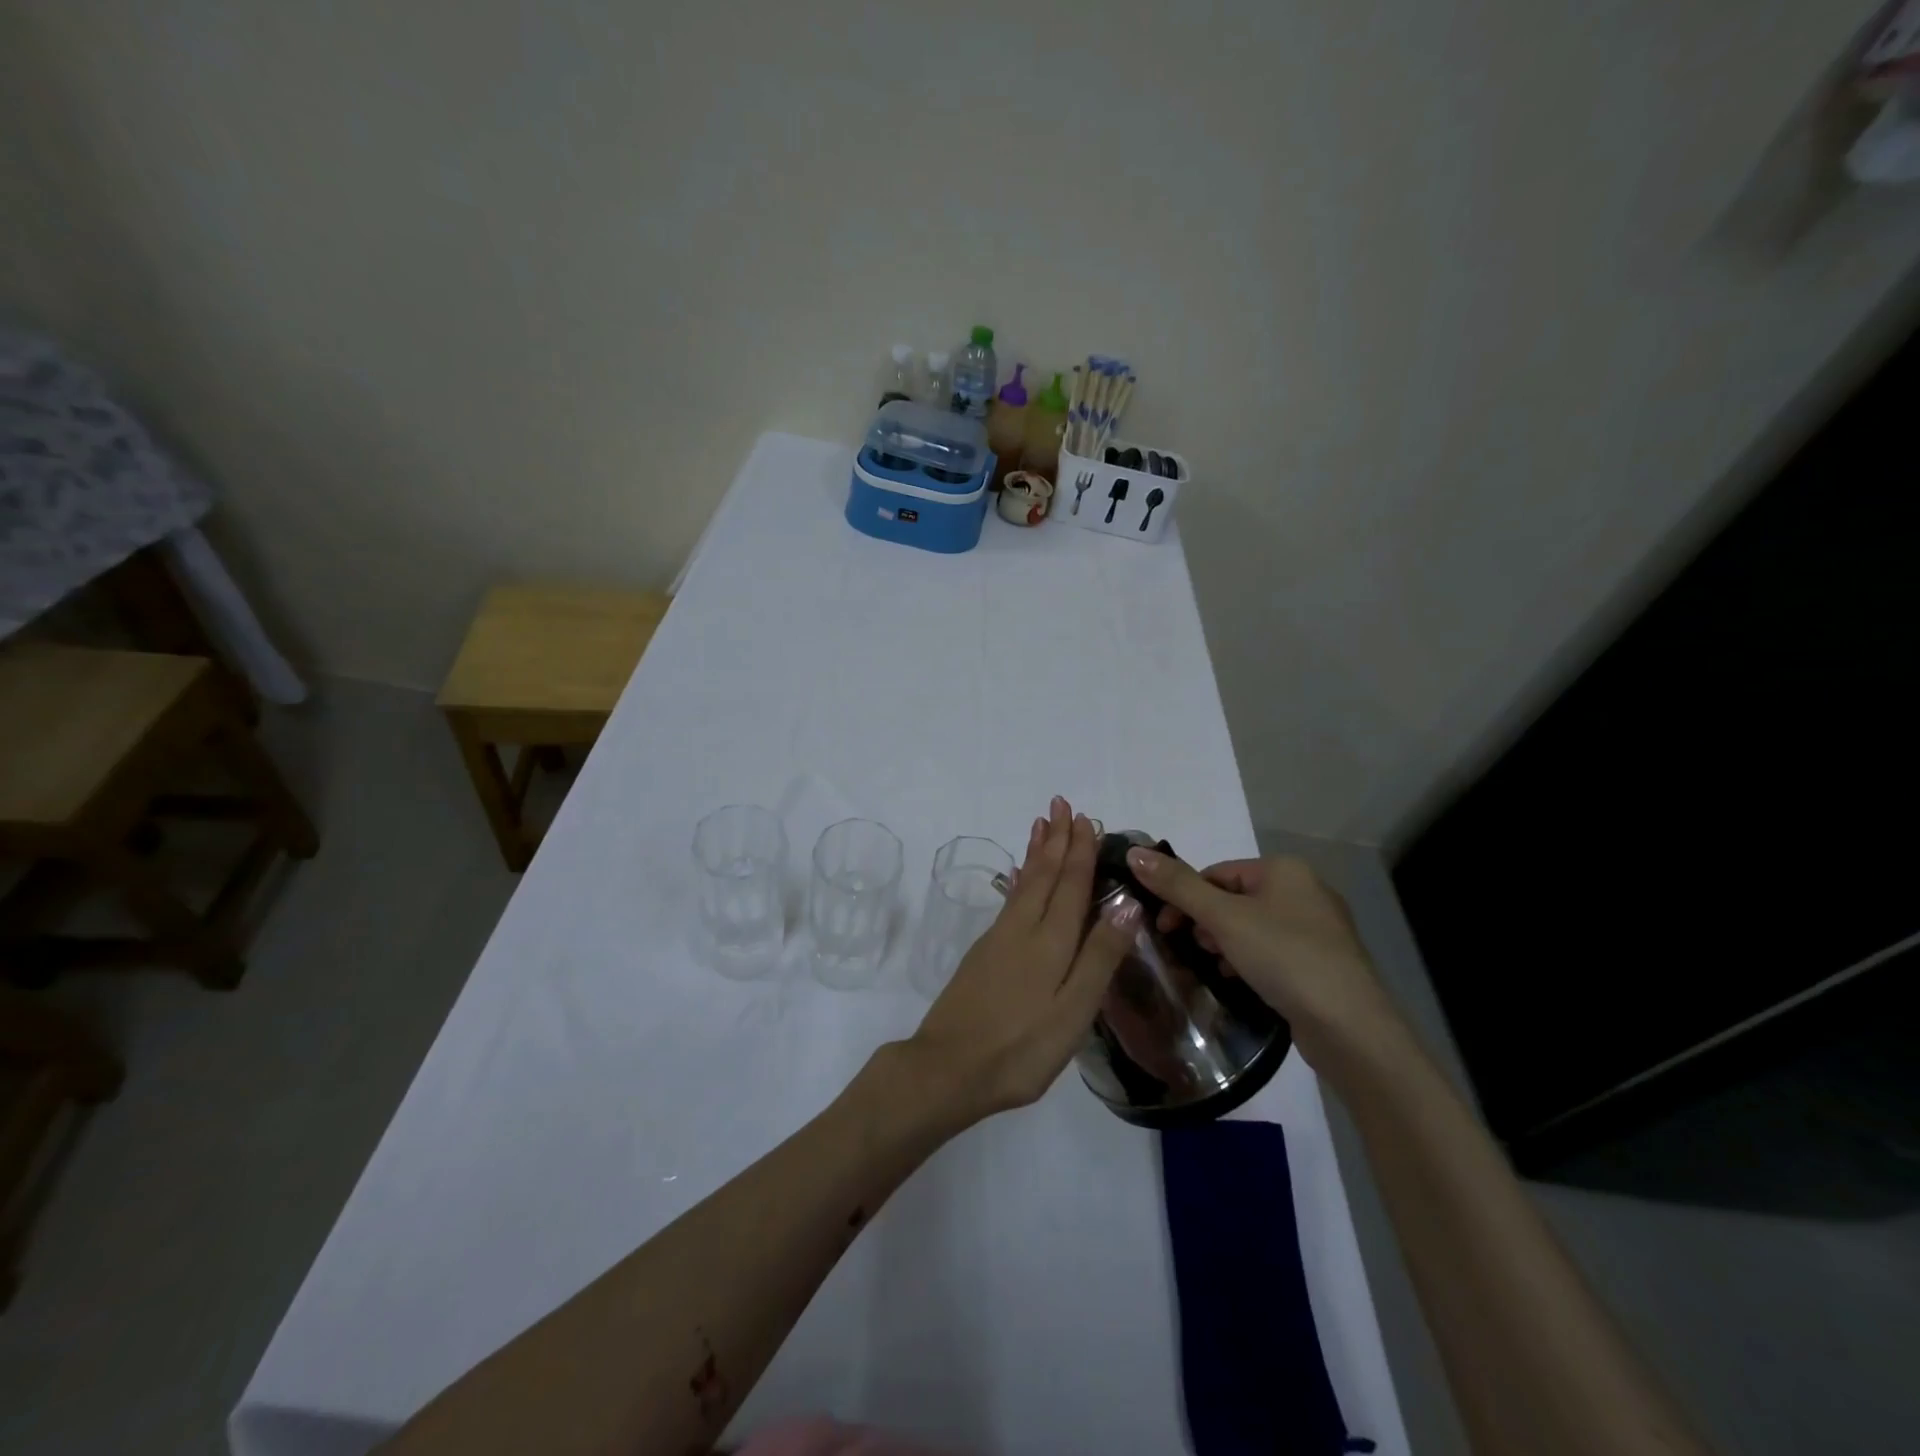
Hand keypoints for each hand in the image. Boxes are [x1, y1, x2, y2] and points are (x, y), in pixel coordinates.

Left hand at [904, 797, 1138, 1122]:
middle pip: (1044, 875)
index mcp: (1051, 942)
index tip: (1085, 818)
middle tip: (1061, 804)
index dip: (1079, 851)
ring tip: (1041, 825)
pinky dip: (1018, 880)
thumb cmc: (1020, 1049)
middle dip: (1056, 839)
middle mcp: (1023, 929)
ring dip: (1036, 852)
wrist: (947, 1068)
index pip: (1071, 885)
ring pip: (1024, 883)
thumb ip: (1099, 957)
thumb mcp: (1073, 1012)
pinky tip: (1018, 876)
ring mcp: (998, 939)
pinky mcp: (983, 954)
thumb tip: (1127, 904)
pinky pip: (1009, 901)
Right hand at [1126, 849, 1403, 1068]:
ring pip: (1252, 926)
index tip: (1164, 928)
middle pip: (1233, 898)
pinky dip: (1251, 960)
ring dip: (1225, 943)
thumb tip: (1134, 853)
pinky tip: (1241, 980)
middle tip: (1191, 949)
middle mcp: (1305, 890)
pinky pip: (1273, 950)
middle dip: (1205, 922)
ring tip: (1216, 967)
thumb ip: (1177, 885)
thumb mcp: (1223, 918)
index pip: (1216, 873)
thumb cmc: (1284, 957)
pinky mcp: (1323, 962)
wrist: (1350, 1026)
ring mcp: (1319, 928)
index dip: (1184, 897)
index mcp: (1284, 869)